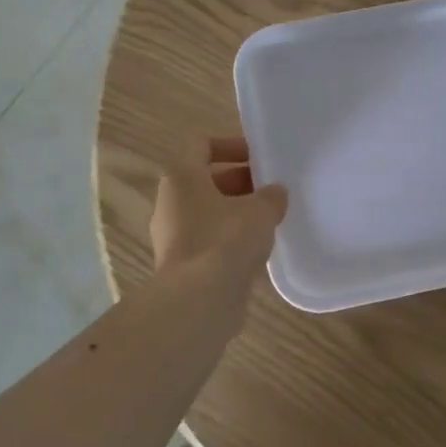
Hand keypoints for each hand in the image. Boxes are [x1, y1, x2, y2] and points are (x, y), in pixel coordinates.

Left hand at [150, 136, 288, 283]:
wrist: (199, 300)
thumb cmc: (226, 240)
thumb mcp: (260, 210)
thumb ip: (271, 196)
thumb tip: (275, 193)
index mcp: (181, 177)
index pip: (202, 145)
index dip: (232, 145)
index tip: (259, 157)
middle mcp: (170, 203)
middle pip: (206, 181)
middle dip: (241, 182)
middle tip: (271, 190)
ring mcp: (173, 236)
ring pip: (208, 213)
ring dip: (237, 212)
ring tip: (270, 220)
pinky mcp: (182, 265)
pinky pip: (209, 241)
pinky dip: (231, 240)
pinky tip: (257, 249)